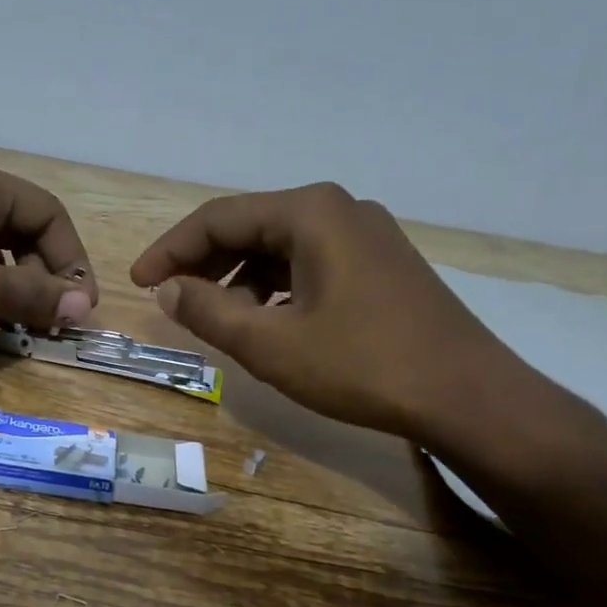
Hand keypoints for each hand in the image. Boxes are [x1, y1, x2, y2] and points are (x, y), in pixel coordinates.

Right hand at [129, 184, 525, 444]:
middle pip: (249, 226)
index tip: (138, 282)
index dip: (170, 250)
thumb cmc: (361, 365)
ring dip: (238, 278)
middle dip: (203, 263)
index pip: (217, 218)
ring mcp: (367, 235)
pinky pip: (309, 264)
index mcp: (310, 212)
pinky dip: (275, 287)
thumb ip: (208, 311)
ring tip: (215, 318)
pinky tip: (266, 321)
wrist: (468, 396)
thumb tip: (167, 289)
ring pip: (280, 247)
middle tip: (168, 298)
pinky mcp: (381, 265)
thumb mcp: (269, 343)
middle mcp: (339, 209)